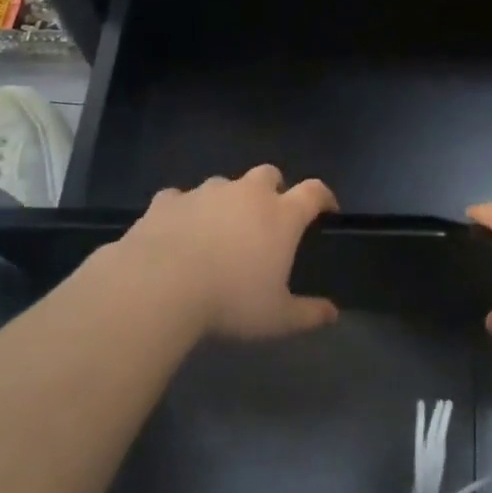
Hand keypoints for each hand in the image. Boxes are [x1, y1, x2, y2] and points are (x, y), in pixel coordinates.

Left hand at [119, 166, 339, 339]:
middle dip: (272, 189)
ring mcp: (205, 192)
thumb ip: (308, 314)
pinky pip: (180, 198)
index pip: (313, 192)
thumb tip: (333, 314)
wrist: (158, 286)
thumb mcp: (276, 319)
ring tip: (218, 230)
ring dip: (227, 201)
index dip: (324, 197)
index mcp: (281, 215)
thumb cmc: (229, 300)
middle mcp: (247, 194)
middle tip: (267, 218)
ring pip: (224, 184)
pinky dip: (184, 211)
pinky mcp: (168, 201)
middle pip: (268, 174)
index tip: (327, 209)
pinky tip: (177, 231)